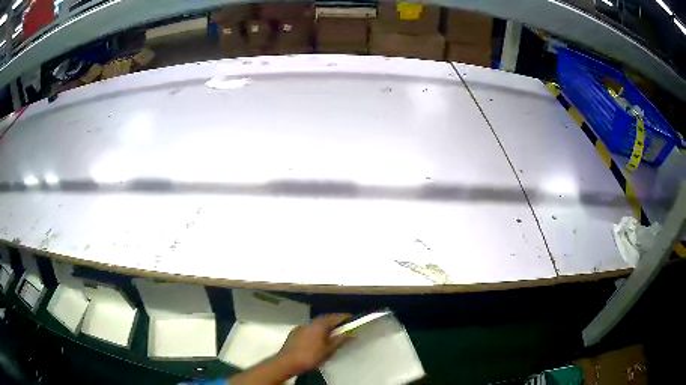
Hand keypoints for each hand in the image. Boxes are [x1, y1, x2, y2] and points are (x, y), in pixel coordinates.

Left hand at [277, 313, 351, 372]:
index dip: (345, 317)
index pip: (335, 317)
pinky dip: (315, 331)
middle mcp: (310, 323)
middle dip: (334, 321)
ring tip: (330, 334)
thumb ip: (340, 340)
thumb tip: (351, 334)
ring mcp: (300, 327)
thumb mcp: (329, 350)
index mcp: (320, 325)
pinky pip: (308, 328)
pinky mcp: (294, 333)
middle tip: (342, 326)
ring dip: (324, 326)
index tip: (352, 318)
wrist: (287, 362)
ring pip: (315, 324)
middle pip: (325, 319)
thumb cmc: (311, 356)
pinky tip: (316, 339)